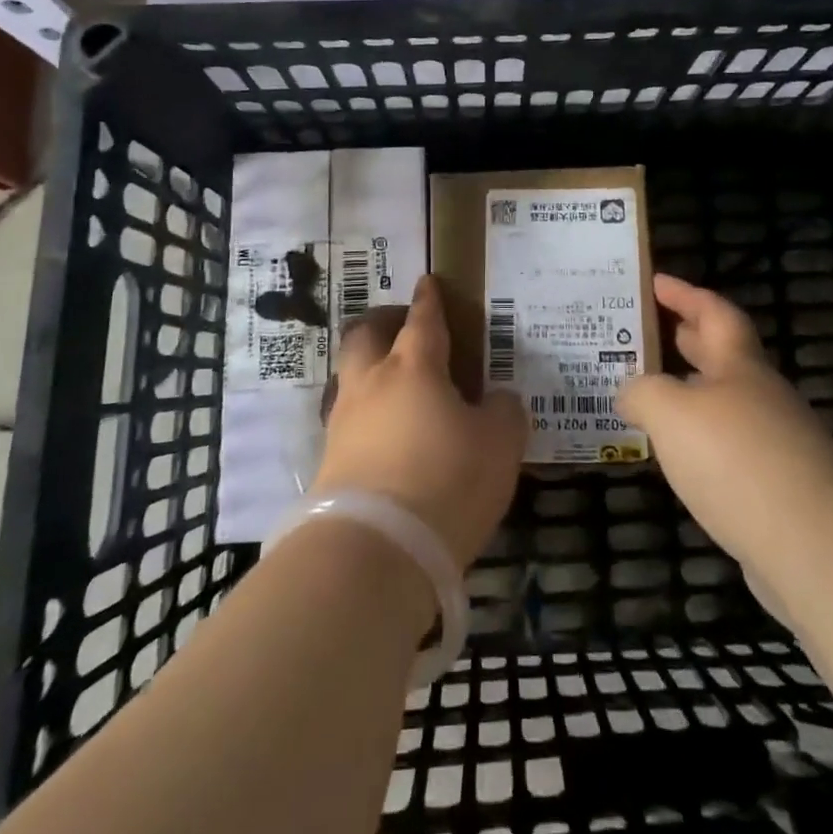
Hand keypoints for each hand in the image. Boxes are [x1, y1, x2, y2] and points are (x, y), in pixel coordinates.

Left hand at [313, 274, 526, 567]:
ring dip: (370, 370)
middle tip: (403, 329)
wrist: (373, 551)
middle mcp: (371, 384)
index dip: (429, 299)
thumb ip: (504, 412)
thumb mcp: (499, 445)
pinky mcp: (328, 461)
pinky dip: (367, 414)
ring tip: (396, 387)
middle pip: (365, 335)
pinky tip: (385, 434)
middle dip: (383, 323)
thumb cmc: (446, 481)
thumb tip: (498, 399)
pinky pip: (348, 420)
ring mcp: (343, 422)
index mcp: (414, 367)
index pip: (423, 320)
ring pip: (350, 377)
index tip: (428, 282)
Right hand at [618, 273, 832, 568]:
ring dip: (692, 394)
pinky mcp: (778, 487)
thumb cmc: (736, 459)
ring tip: (653, 397)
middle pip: (723, 355)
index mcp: (739, 365)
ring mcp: (776, 443)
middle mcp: (762, 396)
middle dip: (688, 338)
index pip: (714, 312)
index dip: (685, 294)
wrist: (816, 545)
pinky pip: (730, 447)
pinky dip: (702, 440)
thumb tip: (629, 392)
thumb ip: (642, 393)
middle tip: (652, 330)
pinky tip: (680, 458)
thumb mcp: (670, 412)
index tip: (656, 282)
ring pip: (726, 403)